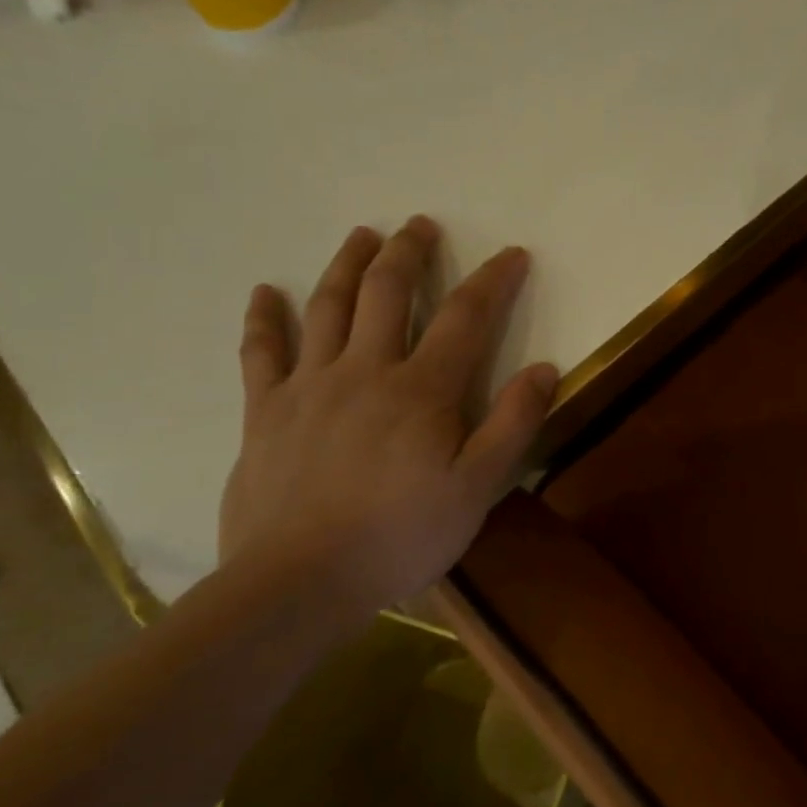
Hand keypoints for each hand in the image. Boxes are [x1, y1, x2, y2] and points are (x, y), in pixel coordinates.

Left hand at [218, 217, 557, 622]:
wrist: (300, 582)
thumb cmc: (400, 536)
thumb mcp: (478, 488)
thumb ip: (514, 424)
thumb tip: (545, 368)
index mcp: (422, 389)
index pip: (466, 316)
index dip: (493, 280)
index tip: (512, 254)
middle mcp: (366, 369)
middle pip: (389, 292)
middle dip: (410, 252)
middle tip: (421, 224)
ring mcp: (310, 385)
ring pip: (329, 306)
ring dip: (347, 264)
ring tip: (362, 234)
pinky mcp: (265, 411)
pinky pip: (261, 352)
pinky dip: (264, 318)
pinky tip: (264, 292)